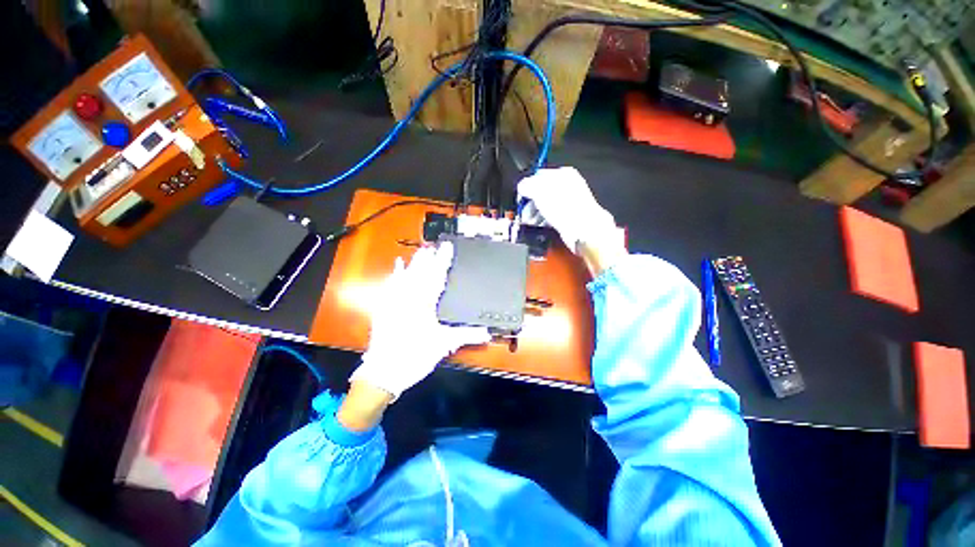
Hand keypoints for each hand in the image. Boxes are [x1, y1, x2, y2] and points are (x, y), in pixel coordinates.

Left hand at [350, 242, 490, 399]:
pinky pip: (390, 285)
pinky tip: (396, 267)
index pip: (436, 276)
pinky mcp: (383, 307)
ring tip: (420, 251)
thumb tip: (487, 333)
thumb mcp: (443, 344)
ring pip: (405, 276)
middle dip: (428, 258)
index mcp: (424, 303)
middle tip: (434, 246)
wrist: (384, 371)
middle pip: (419, 272)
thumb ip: (466, 335)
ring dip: (414, 263)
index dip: (443, 261)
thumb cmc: (415, 356)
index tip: (447, 247)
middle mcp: (408, 298)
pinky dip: (394, 275)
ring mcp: (393, 301)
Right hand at [518, 167, 625, 274]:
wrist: (583, 229)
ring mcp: (569, 202)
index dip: (527, 187)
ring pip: (546, 205)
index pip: (539, 176)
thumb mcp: (539, 191)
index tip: (520, 198)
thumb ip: (527, 185)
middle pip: (542, 192)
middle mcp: (568, 187)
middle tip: (523, 213)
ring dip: (535, 214)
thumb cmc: (565, 208)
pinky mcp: (569, 217)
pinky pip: (551, 216)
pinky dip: (543, 220)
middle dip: (530, 204)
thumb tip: (522, 186)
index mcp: (563, 174)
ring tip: (529, 222)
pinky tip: (539, 225)